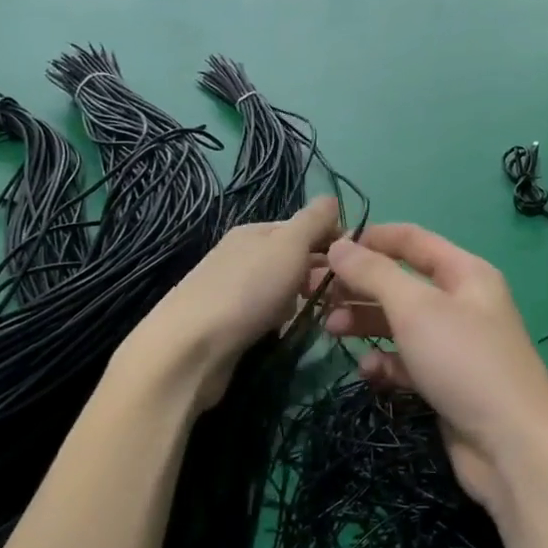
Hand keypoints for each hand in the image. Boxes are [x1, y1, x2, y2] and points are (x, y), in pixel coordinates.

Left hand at [125, 196, 341, 409]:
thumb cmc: (247, 290)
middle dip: (317, 276)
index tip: (356, 265)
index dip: (331, 242)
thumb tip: (332, 198)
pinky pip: (266, 316)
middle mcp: (241, 256)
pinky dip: (278, 323)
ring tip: (317, 318)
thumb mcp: (288, 245)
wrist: (190, 349)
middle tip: (339, 297)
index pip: (303, 228)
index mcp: (254, 232)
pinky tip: (284, 334)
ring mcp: (231, 291)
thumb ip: (312, 221)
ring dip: (299, 302)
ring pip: (281, 290)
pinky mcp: (227, 325)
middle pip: (292, 260)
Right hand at [313, 225, 547, 514]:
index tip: (326, 249)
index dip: (369, 239)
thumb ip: (374, 273)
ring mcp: (454, 345)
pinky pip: (407, 361)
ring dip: (364, 323)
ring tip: (330, 330)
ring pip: (399, 323)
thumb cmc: (464, 361)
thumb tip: (338, 246)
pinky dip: (386, 363)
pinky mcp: (446, 382)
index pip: (411, 240)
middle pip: (400, 282)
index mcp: (464, 273)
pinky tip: (370, 372)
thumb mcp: (415, 308)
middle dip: (358, 286)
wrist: (512, 446)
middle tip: (314, 293)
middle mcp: (461, 303)